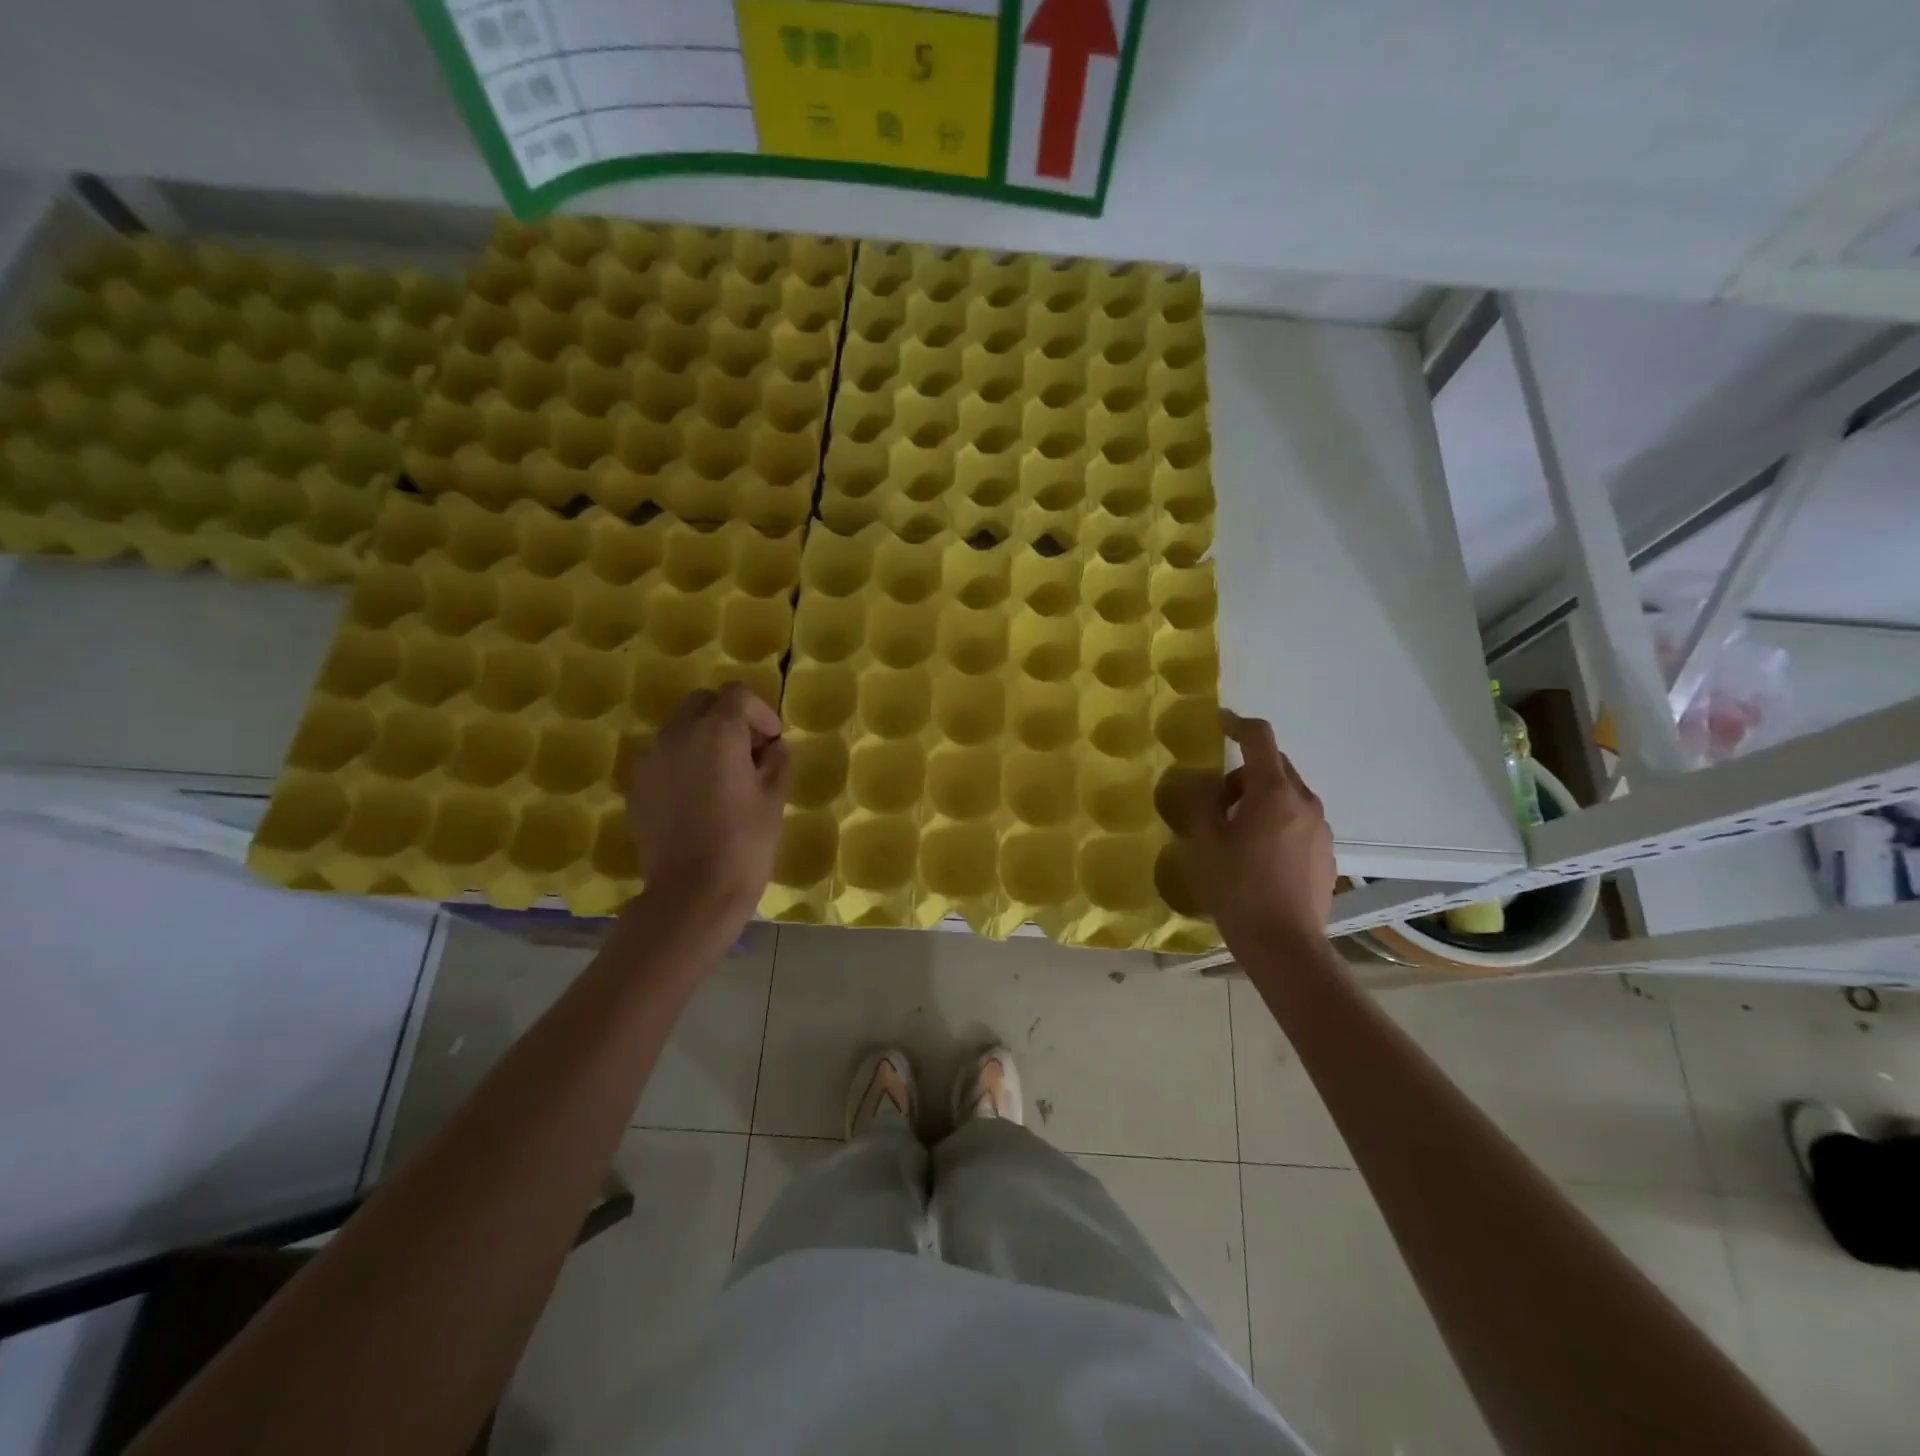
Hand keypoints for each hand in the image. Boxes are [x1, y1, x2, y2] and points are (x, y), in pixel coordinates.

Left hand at [626, 682, 788, 933]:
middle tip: (748, 752)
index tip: (772, 742)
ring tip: (723, 777)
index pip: (737, 695)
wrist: (692, 893)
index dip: (760, 712)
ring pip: (679, 729)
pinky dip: (683, 763)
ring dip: (703, 739)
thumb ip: (776, 762)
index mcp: (716, 731)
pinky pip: (663, 759)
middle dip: (727, 717)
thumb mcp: (774, 799)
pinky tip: (698, 799)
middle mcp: (677, 735)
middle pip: (702, 703)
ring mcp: (651, 760)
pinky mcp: (637, 787)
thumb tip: (772, 748)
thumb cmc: (745, 843)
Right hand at [1176, 710, 1334, 941]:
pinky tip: (1259, 857)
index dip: (1238, 724)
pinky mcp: (1327, 853)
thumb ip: (1201, 803)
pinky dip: (1277, 823)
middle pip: (1274, 767)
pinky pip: (1298, 821)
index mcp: (1274, 793)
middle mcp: (1305, 802)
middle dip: (1243, 774)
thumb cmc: (1237, 889)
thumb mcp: (1203, 843)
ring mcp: (1321, 829)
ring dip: (1260, 800)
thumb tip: (1204, 783)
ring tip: (1235, 834)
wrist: (1285, 945)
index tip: (1220, 722)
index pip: (1259, 739)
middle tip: (1216, 802)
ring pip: (1287, 796)